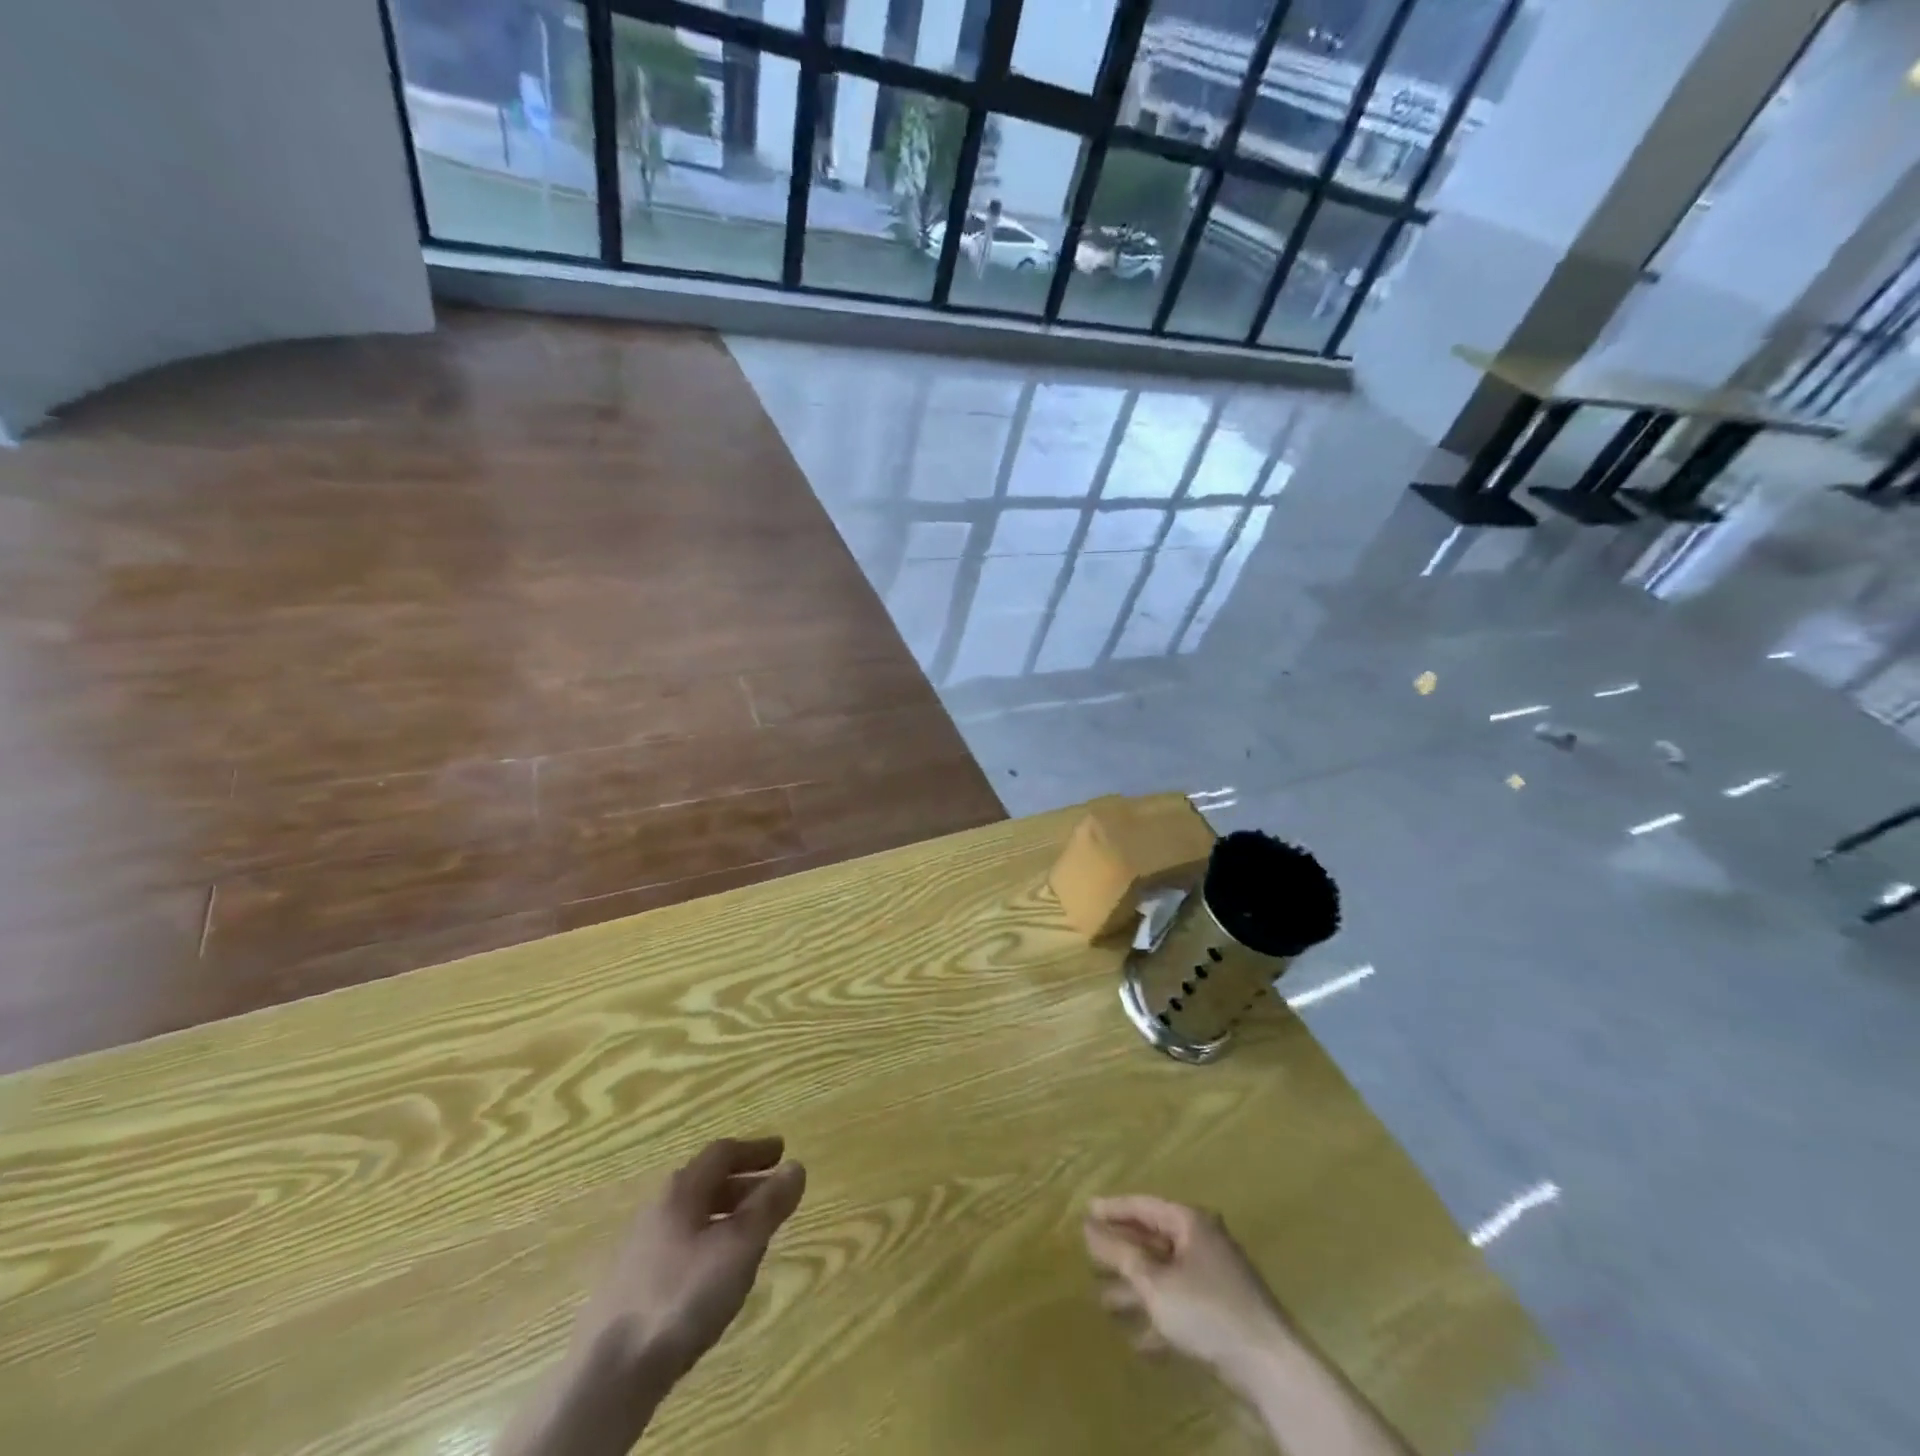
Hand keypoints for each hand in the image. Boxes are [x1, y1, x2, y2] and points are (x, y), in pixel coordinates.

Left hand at [579, 1136, 807, 1384]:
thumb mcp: (739, 1246)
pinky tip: (716, 1276)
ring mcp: (639, 1250)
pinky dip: (706, 1244)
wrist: (609, 1374)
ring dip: (724, 1216)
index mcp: (681, 1190)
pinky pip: (679, 1248)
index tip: (782, 1152)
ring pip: (692, 1218)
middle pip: (705, 1184)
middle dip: (743, 1184)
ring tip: (750, 1235)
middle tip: (773, 1194)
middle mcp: (657, 1210)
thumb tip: (795, 1167)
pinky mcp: (630, 1288)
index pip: (722, 1153)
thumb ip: (769, 1205)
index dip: (755, 1150)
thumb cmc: (683, 1296)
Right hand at [1085, 1197, 1408, 1455]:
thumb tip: (1091, 1228)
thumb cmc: (1208, 1311)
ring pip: (1165, 1276)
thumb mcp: (1155, 1282)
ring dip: (1135, 1290)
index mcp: (1190, 1222)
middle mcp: (1203, 1242)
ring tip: (1103, 1303)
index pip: (1143, 1206)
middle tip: (1088, 1256)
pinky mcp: (1223, 1314)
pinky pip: (1180, 1306)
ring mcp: (1215, 1279)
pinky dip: (1159, 1318)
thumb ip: (1121, 1254)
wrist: (1271, 1368)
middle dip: (1121, 1253)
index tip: (1085, 1213)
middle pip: (1153, 1240)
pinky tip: (1138, 1342)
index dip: (1112, 1209)